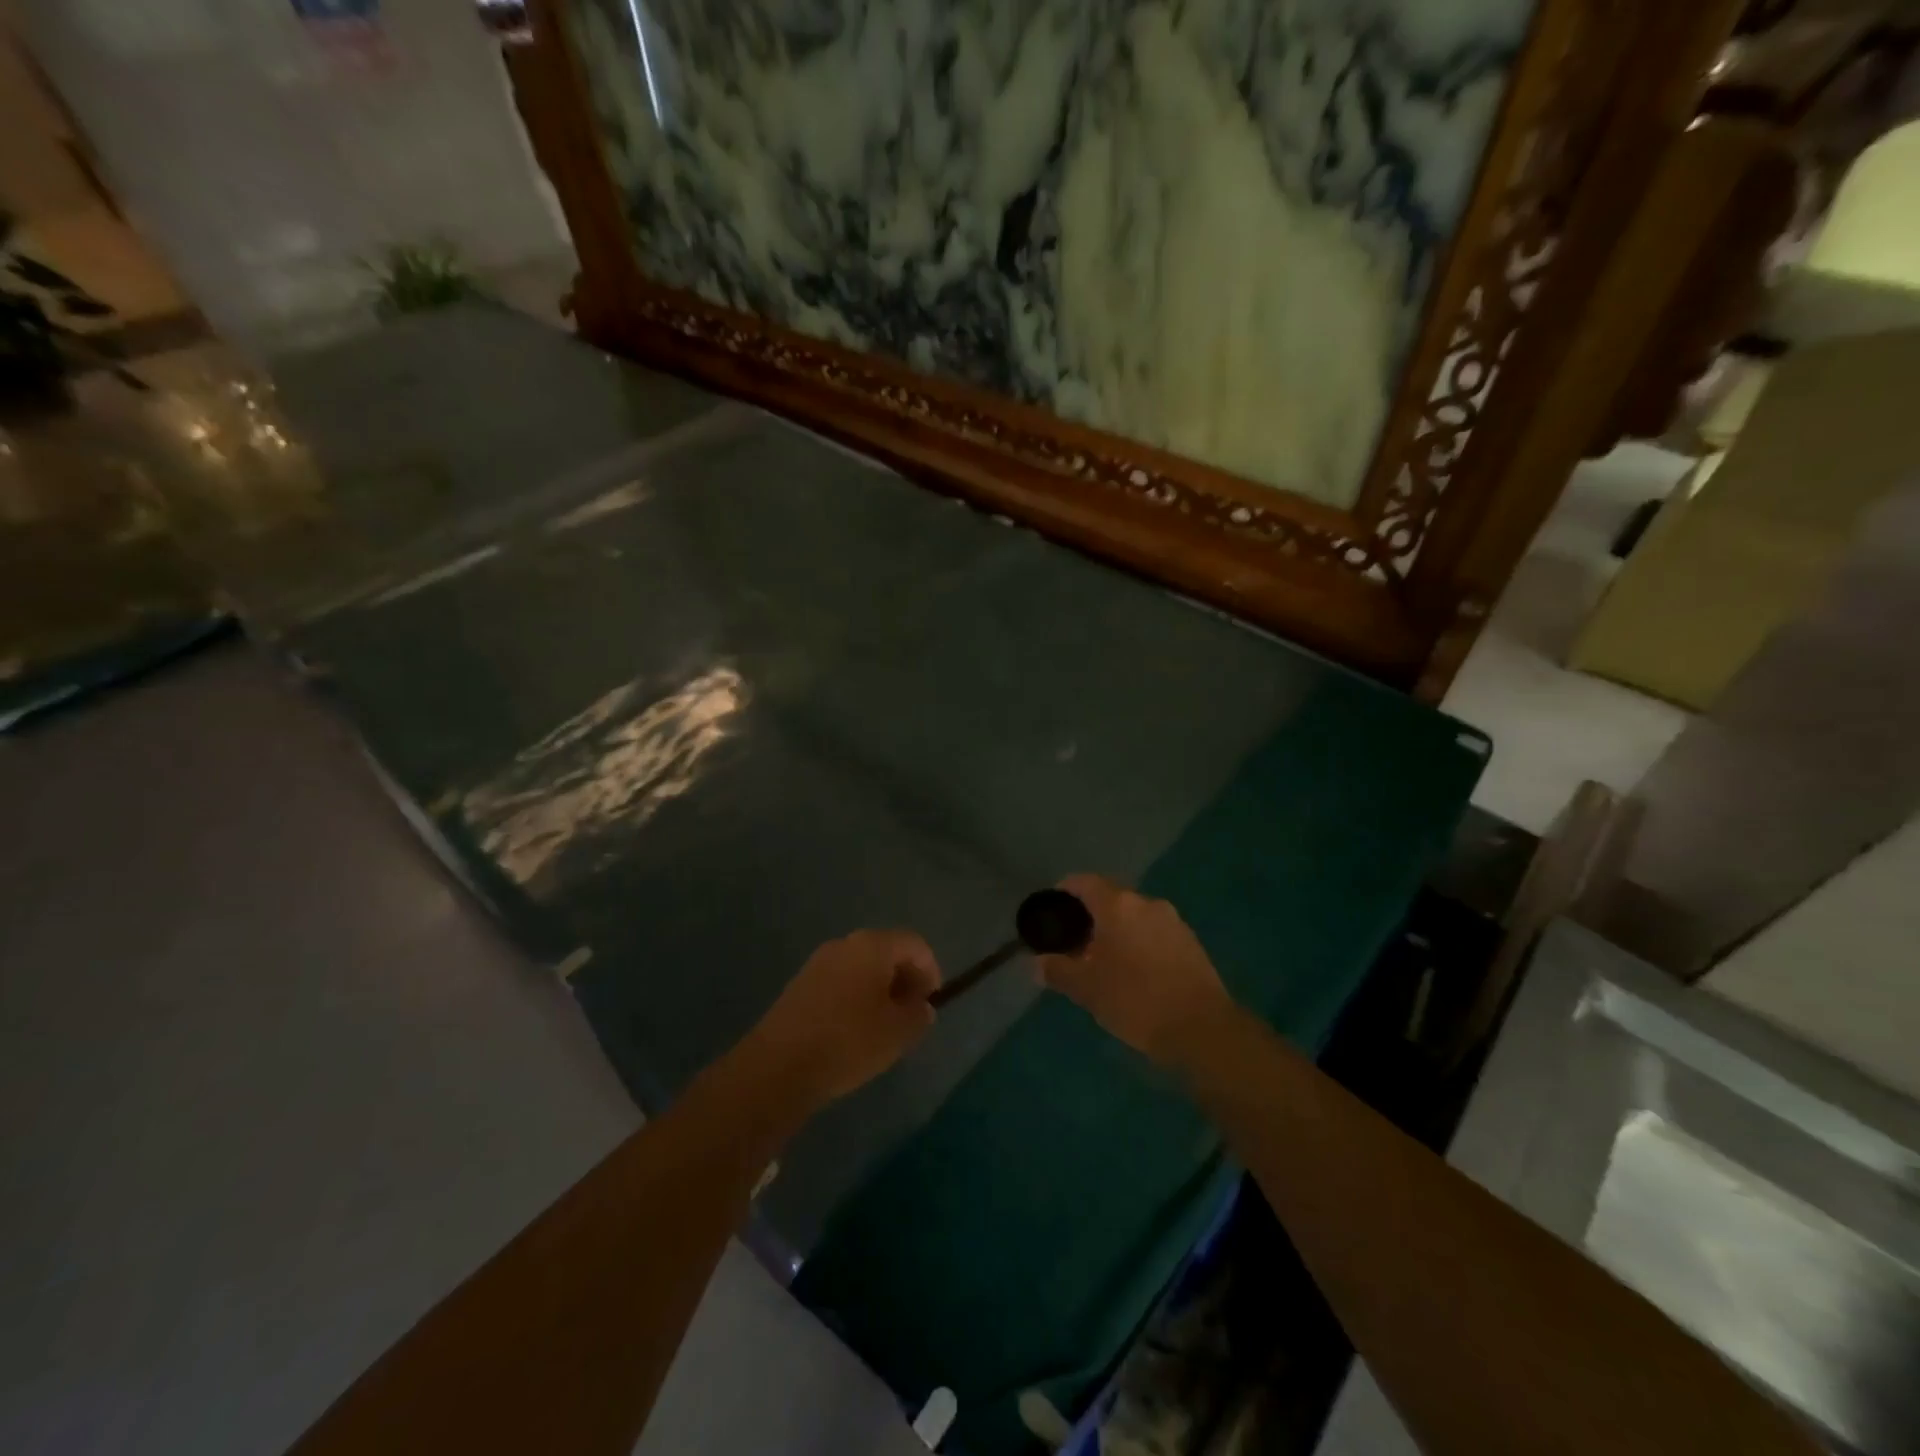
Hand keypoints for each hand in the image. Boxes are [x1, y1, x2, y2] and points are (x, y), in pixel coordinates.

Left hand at [741, 930, 940, 1110]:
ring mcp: (818, 963)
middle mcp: (844, 944)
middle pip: (886, 952)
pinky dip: (855, 998)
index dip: (930, 970)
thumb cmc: (849, 1041)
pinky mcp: (799, 985)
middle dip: (904, 979)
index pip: (914, 944)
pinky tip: (853, 1032)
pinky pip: (840, 982)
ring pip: (861, 968)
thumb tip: (920, 1006)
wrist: (779, 1066)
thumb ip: (918, 1014)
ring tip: (884, 1027)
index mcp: (872, 945)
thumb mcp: (898, 1032)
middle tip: (910, 1015)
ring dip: (879, 990)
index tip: (931, 1003)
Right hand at [1036, 874, 1234, 1066]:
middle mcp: (1146, 903)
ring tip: (1103, 963)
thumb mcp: (1087, 989)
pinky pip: (1154, 933)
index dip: (1064, 892)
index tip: (1052, 912)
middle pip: (1110, 898)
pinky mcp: (1191, 943)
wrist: (1203, 1029)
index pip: (1083, 882)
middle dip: (1090, 917)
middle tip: (1074, 945)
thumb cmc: (1135, 1000)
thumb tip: (1037, 963)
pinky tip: (1134, 974)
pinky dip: (1139, 944)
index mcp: (1118, 905)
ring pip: (1134, 917)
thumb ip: (1058, 971)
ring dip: (1116, 932)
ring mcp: (1173, 921)